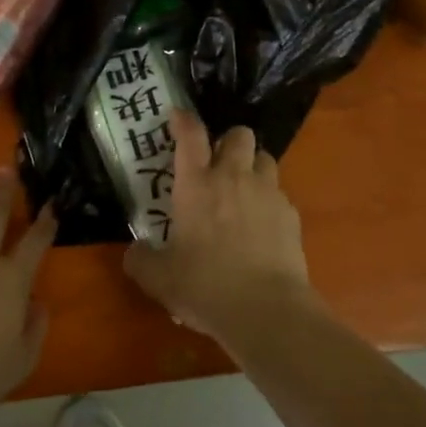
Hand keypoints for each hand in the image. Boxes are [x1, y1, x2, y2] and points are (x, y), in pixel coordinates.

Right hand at [123, 110, 315, 346]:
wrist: (266, 310)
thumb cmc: (205, 287)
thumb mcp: (159, 279)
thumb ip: (141, 260)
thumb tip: (134, 251)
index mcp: (196, 184)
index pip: (191, 135)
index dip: (184, 120)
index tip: (178, 115)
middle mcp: (233, 177)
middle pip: (239, 134)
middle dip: (229, 141)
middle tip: (218, 163)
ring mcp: (267, 193)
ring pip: (265, 157)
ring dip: (253, 166)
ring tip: (243, 189)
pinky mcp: (291, 214)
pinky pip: (280, 194)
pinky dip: (270, 201)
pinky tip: (262, 226)